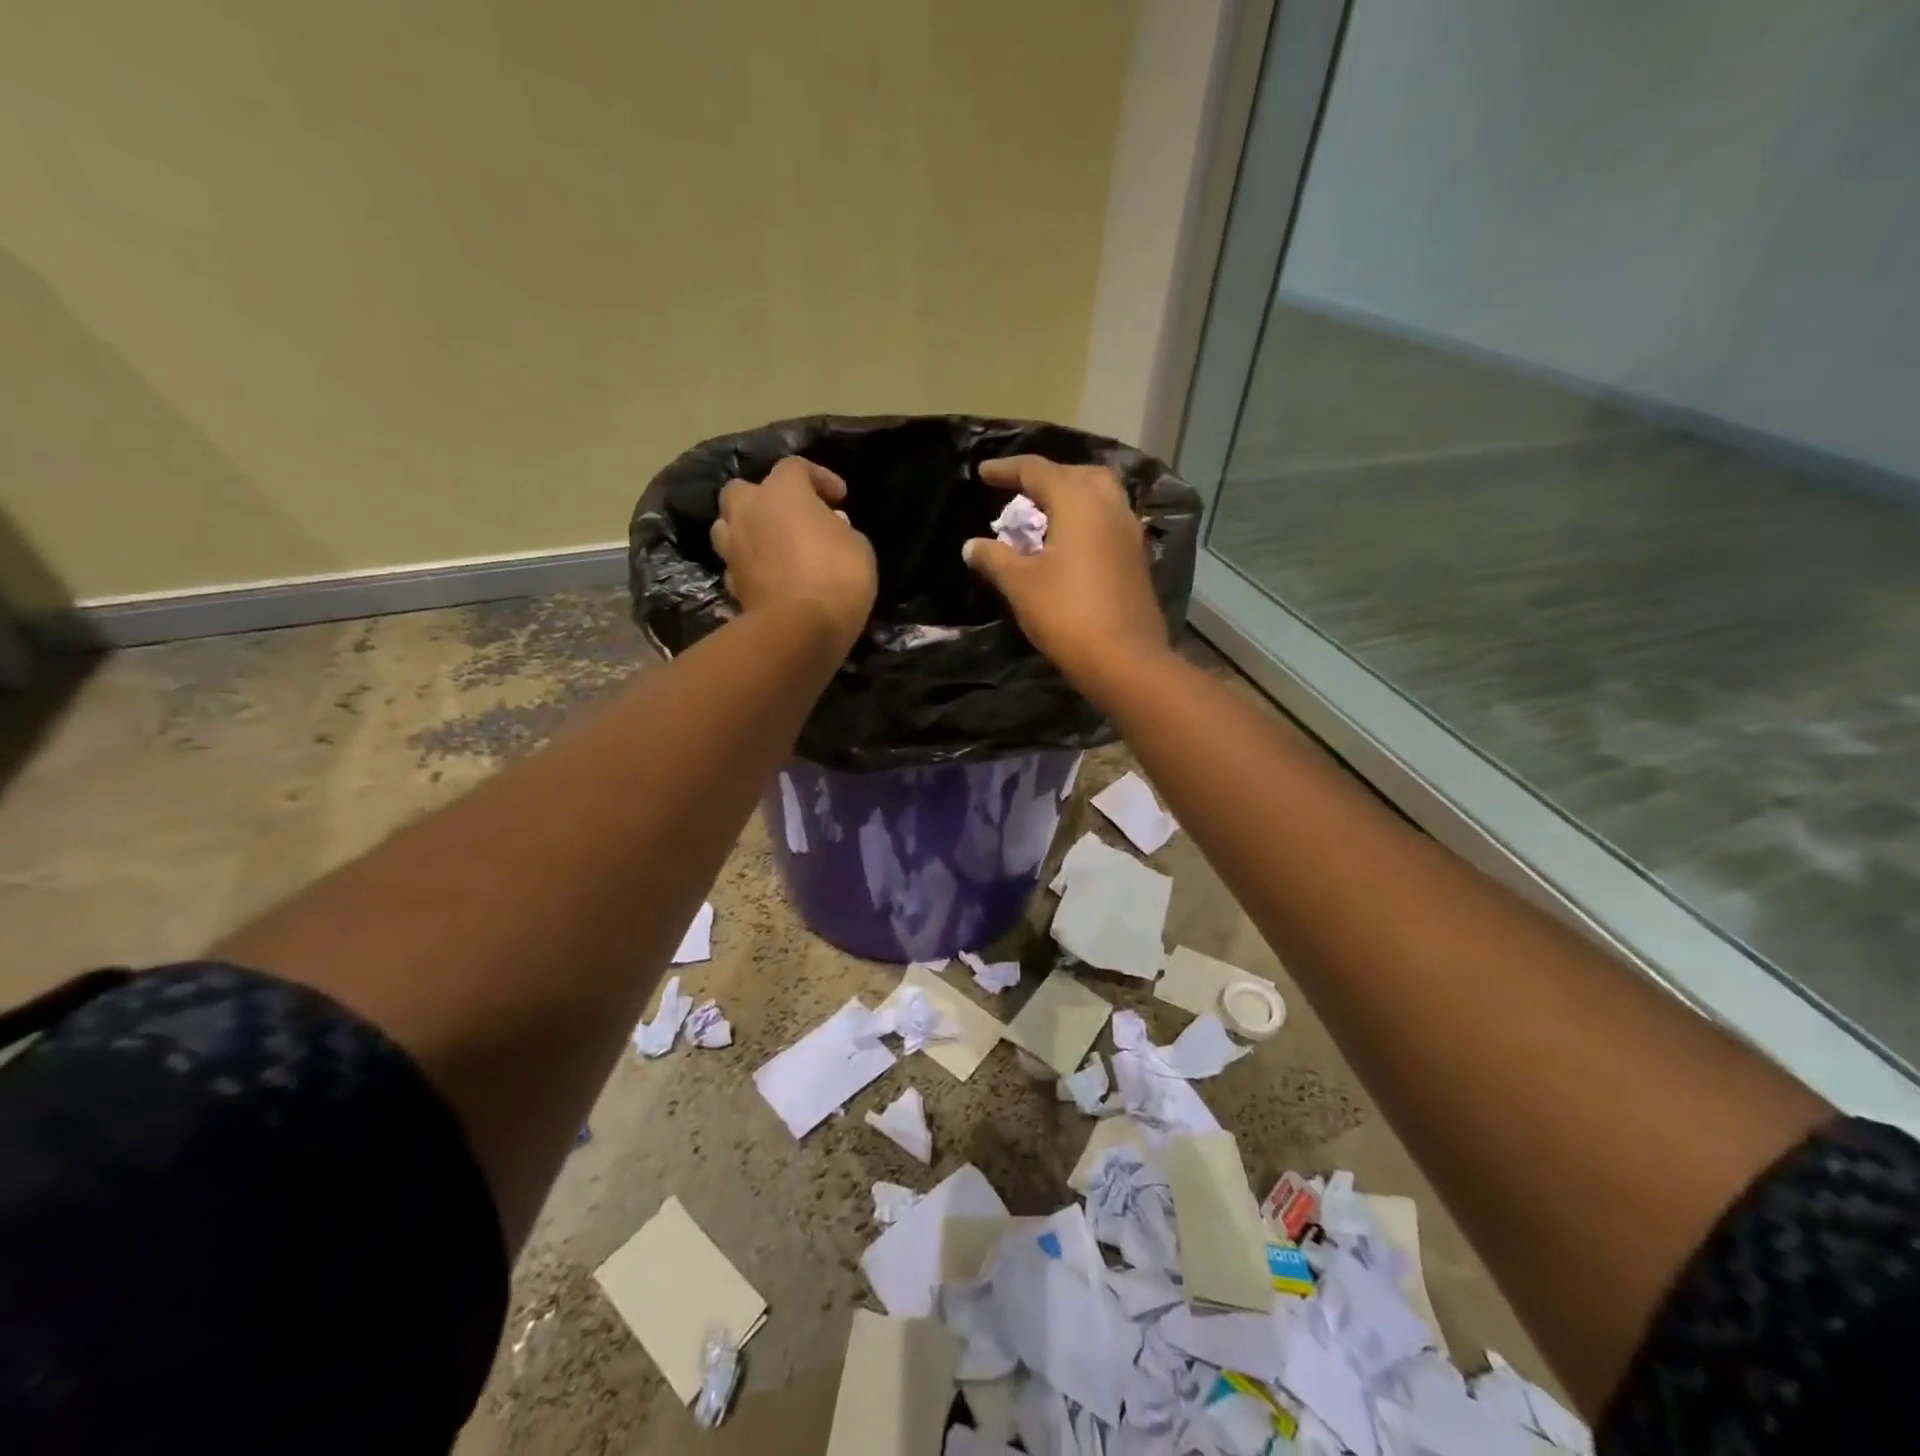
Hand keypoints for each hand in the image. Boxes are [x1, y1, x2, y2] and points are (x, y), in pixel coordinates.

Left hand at [711, 456, 876, 650]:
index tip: (840, 498)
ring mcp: (733, 548)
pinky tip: (768, 575)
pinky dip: (749, 564)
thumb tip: (828, 526)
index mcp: (782, 492)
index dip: (819, 477)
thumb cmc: (837, 577)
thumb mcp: (858, 546)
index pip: (795, 467)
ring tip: (771, 544)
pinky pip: (736, 563)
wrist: (800, 629)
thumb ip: (840, 528)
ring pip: (727, 525)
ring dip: (747, 529)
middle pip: (743, 489)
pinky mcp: (730, 582)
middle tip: (790, 516)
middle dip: (765, 498)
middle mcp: (749, 511)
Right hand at [963, 455, 1168, 691]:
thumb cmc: (1066, 614)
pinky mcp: (1136, 559)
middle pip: (1078, 474)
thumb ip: (994, 558)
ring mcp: (1129, 533)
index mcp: (1079, 503)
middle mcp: (1110, 507)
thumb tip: (971, 546)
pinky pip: (1108, 522)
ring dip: (1071, 496)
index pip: (1039, 471)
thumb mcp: (1020, 584)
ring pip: (1100, 496)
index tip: (983, 473)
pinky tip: (1068, 544)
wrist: (1124, 659)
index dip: (1007, 469)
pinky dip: (1085, 520)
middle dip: (1047, 477)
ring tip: (1044, 516)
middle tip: (1021, 492)